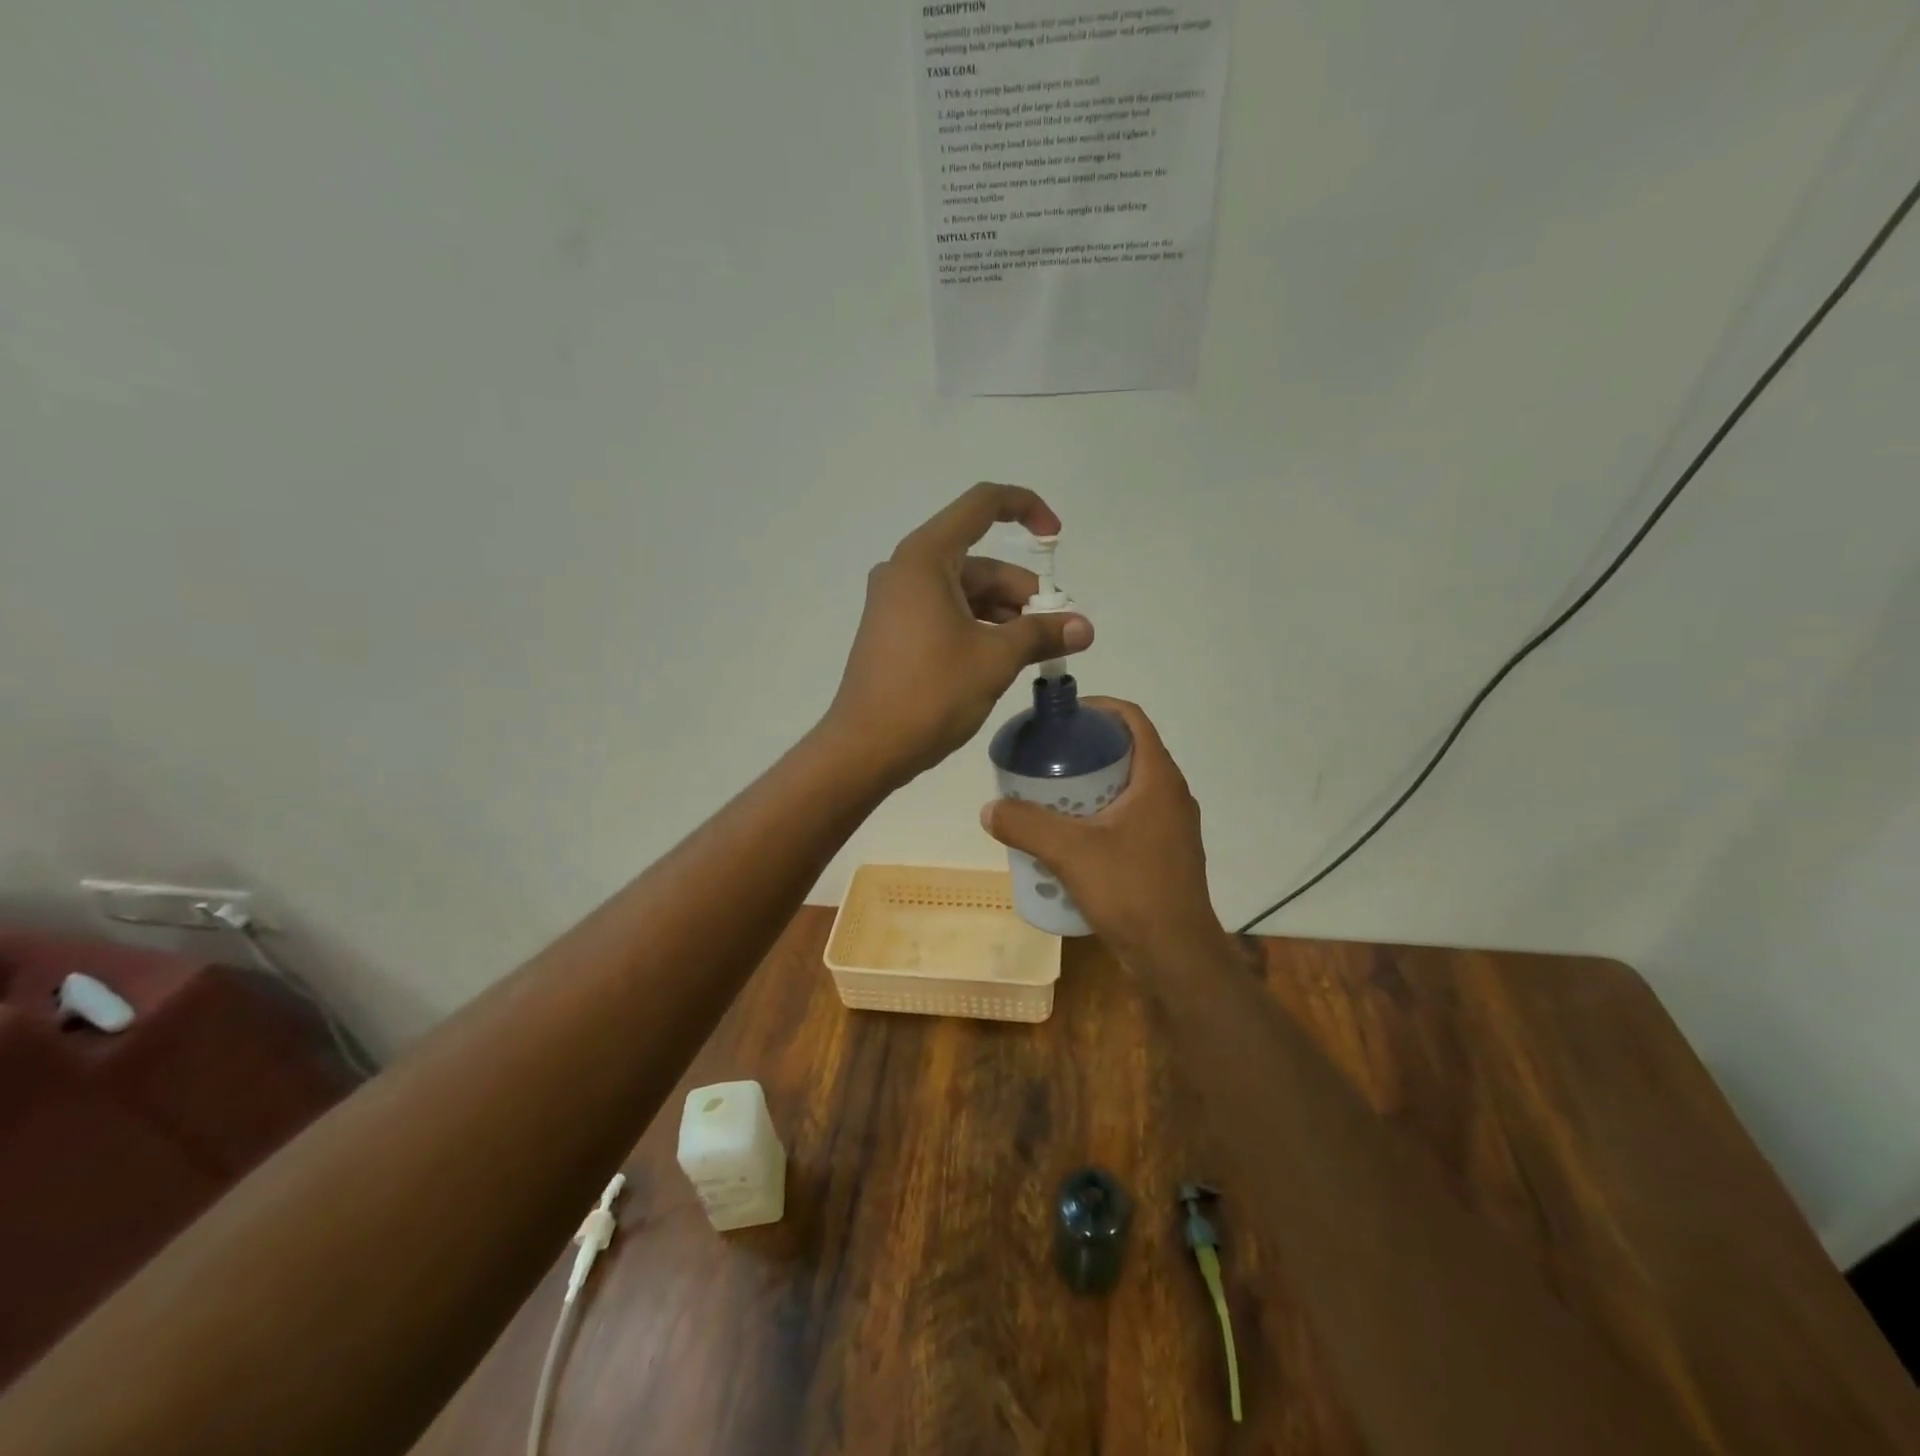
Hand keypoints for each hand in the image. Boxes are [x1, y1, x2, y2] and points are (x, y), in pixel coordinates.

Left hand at [823, 483, 1093, 783]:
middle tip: (1056, 631)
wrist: (865, 748)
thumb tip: (1084, 628)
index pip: (982, 504)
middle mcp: (907, 570)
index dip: (1026, 509)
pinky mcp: (894, 631)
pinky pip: (946, 613)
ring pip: (965, 591)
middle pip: (979, 561)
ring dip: (1004, 614)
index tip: (1056, 539)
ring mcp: (896, 601)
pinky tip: (1002, 659)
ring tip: (1035, 651)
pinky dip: (978, 627)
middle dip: (1022, 591)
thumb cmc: (930, 694)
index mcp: (926, 558)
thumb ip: (1041, 634)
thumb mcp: (994, 660)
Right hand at [980, 699, 1230, 969]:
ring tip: (1050, 797)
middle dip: (1085, 750)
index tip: (1060, 717)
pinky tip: (1070, 839)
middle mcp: (1171, 796)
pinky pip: (1129, 819)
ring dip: (1091, 786)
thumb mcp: (1070, 852)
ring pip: (1127, 789)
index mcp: (1158, 779)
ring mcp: (1171, 828)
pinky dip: (1100, 816)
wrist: (1176, 956)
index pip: (1132, 719)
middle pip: (1127, 752)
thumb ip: (1026, 825)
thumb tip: (990, 808)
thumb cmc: (1131, 891)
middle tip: (1045, 759)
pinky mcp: (1164, 855)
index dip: (1097, 709)